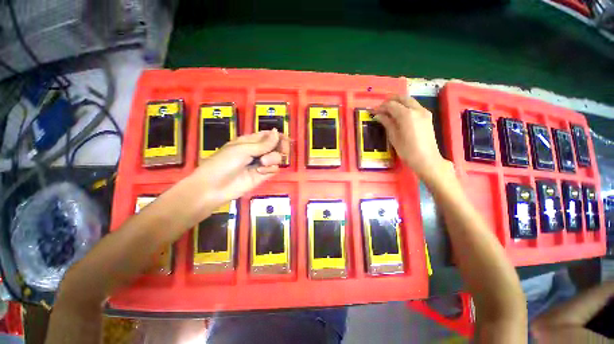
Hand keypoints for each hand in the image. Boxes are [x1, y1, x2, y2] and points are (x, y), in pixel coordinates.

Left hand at [193, 129, 289, 204]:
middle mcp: (258, 151)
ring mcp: (261, 164)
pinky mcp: (263, 176)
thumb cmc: (224, 163)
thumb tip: (277, 132)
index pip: (269, 135)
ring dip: (273, 158)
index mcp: (250, 141)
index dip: (278, 136)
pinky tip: (260, 172)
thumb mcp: (243, 149)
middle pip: (276, 146)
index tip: (285, 139)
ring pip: (277, 158)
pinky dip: (270, 169)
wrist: (214, 187)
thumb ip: (263, 144)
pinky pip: (274, 169)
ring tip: (262, 163)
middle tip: (282, 150)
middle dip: (280, 147)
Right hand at [373, 95, 449, 178]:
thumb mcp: (394, 137)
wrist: (427, 159)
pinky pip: (415, 106)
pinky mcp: (427, 116)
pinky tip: (399, 114)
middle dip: (390, 101)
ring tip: (388, 110)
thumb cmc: (407, 150)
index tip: (373, 112)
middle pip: (402, 98)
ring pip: (409, 100)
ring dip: (398, 102)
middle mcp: (417, 109)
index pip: (391, 105)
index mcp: (407, 115)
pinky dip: (405, 106)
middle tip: (381, 108)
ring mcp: (424, 112)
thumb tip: (378, 115)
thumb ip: (387, 123)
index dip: (381, 107)